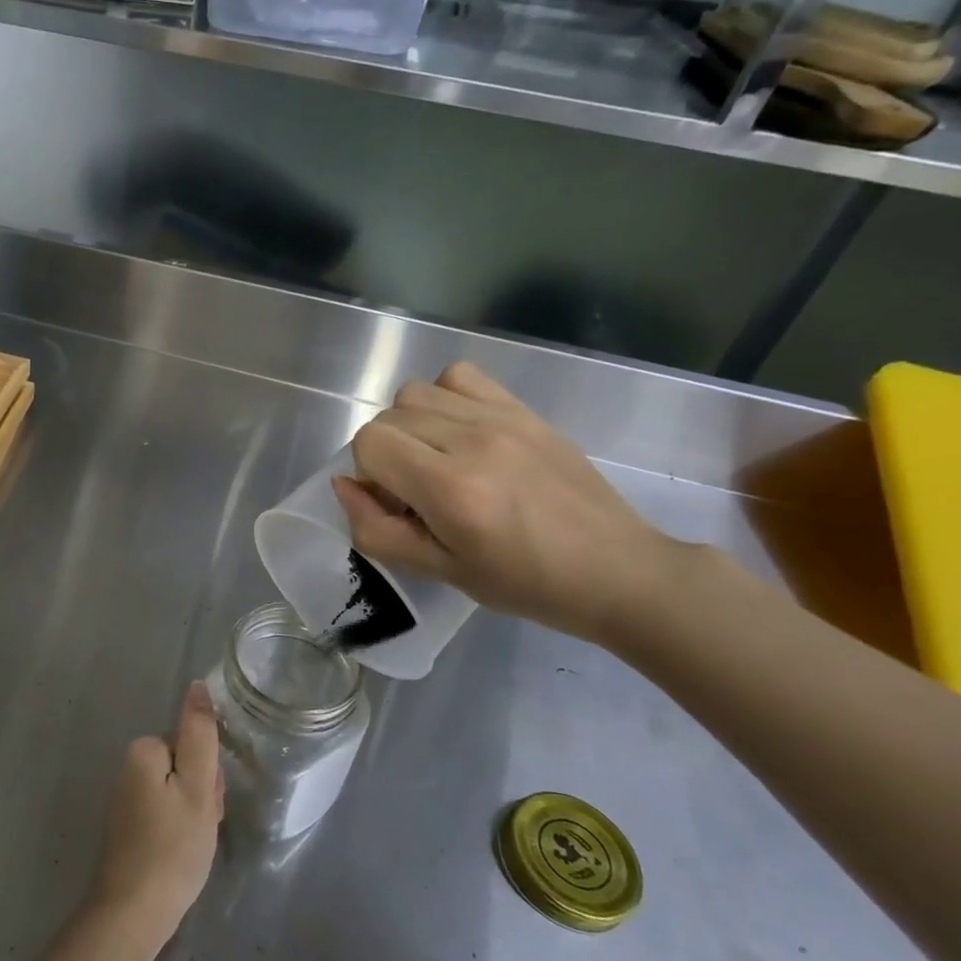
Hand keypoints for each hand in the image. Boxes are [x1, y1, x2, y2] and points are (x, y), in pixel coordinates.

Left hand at [91, 683, 222, 949]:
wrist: (132, 914)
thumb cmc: (172, 848)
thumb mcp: (197, 787)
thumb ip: (199, 733)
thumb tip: (196, 685)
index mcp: (143, 751)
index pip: (192, 743)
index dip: (209, 774)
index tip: (209, 804)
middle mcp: (128, 767)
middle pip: (184, 765)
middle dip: (202, 793)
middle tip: (202, 827)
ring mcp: (126, 798)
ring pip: (178, 792)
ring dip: (193, 814)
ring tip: (193, 846)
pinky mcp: (128, 826)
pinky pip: (164, 813)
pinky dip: (178, 831)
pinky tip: (180, 855)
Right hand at [332, 361, 677, 643]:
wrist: (616, 569)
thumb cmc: (526, 583)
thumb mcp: (442, 572)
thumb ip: (380, 531)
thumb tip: (344, 485)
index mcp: (451, 489)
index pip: (370, 442)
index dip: (369, 474)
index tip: (395, 503)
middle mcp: (473, 440)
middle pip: (389, 415)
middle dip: (387, 453)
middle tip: (417, 490)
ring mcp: (502, 418)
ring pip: (416, 391)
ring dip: (411, 424)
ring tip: (437, 457)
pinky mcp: (523, 409)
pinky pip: (460, 376)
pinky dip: (445, 397)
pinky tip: (461, 431)